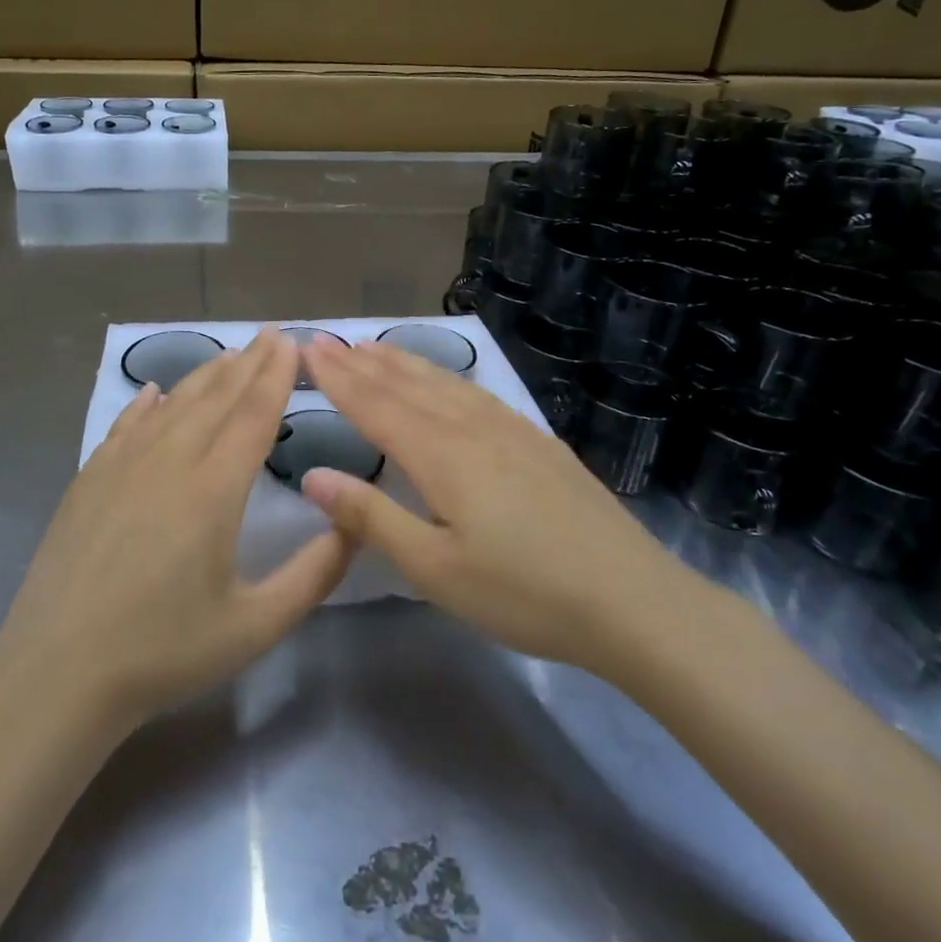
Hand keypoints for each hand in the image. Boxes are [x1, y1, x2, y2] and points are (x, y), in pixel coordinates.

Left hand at [0, 328, 354, 730]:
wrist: (58, 671)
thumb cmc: (163, 651)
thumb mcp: (255, 625)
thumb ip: (314, 573)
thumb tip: (354, 524)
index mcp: (214, 489)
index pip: (254, 414)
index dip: (276, 375)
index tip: (292, 343)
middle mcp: (170, 460)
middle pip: (217, 398)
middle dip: (249, 363)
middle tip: (271, 334)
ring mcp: (122, 464)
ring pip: (173, 404)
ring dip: (205, 376)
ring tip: (229, 355)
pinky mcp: (90, 478)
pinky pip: (126, 424)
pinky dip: (147, 403)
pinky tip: (155, 391)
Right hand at [300, 336, 695, 677]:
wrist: (633, 601)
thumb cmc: (524, 593)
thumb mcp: (435, 569)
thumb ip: (371, 517)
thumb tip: (312, 476)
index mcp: (441, 455)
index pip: (375, 405)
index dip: (338, 378)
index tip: (307, 349)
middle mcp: (471, 428)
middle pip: (406, 385)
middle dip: (361, 363)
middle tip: (326, 341)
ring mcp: (510, 429)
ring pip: (443, 383)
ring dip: (402, 363)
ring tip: (372, 348)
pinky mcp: (537, 441)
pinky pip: (475, 392)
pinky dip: (444, 376)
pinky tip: (444, 381)